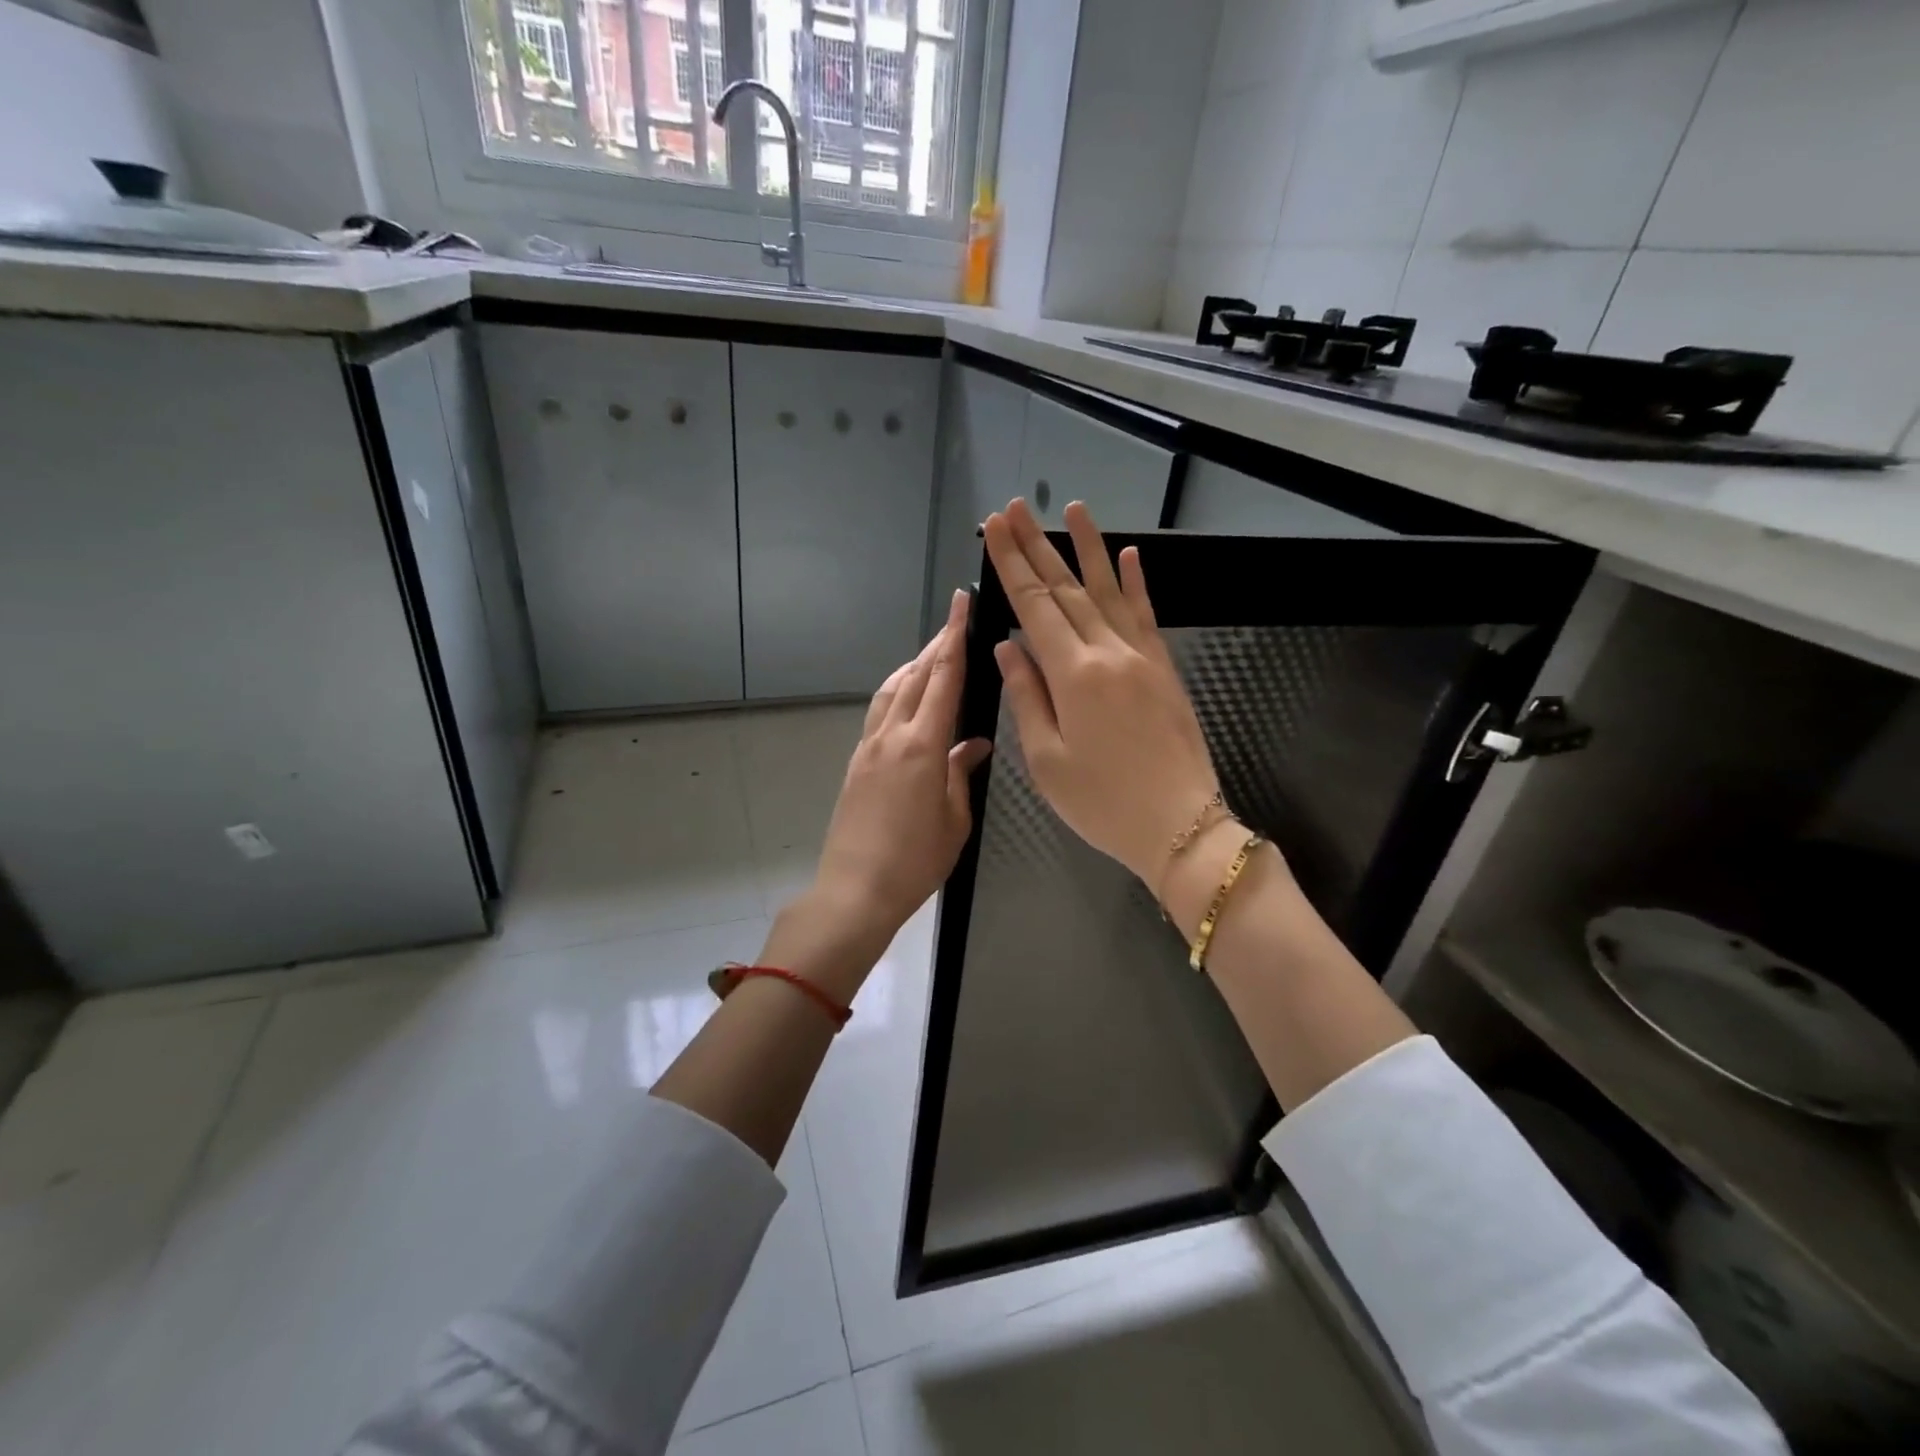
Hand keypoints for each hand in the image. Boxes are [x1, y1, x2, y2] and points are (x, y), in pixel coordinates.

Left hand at [771, 589, 989, 997]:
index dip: (954, 637)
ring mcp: (869, 747)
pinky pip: (879, 713)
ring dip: (914, 667)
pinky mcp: (857, 763)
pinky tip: (908, 700)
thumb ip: (961, 773)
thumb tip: (973, 744)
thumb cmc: (915, 861)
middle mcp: (891, 735)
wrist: (855, 890)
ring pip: (892, 691)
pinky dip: (897, 693)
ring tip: (933, 656)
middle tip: (956, 621)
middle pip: (916, 676)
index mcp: (922, 746)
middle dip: (937, 644)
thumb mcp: (954, 819)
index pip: (943, 678)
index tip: (960, 603)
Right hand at [984, 498, 1220, 891]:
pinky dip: (1135, 583)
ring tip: (1072, 508)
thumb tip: (1008, 647)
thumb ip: (1026, 696)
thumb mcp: (1047, 760)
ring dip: (1087, 549)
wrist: (1180, 826)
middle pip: (1066, 589)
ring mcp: (1142, 657)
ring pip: (1108, 591)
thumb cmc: (1102, 803)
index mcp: (1073, 676)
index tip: (995, 529)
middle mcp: (1108, 653)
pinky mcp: (1164, 669)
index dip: (1011, 566)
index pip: (1035, 607)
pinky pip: (1146, 615)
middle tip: (1015, 508)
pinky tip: (1128, 555)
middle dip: (1037, 547)